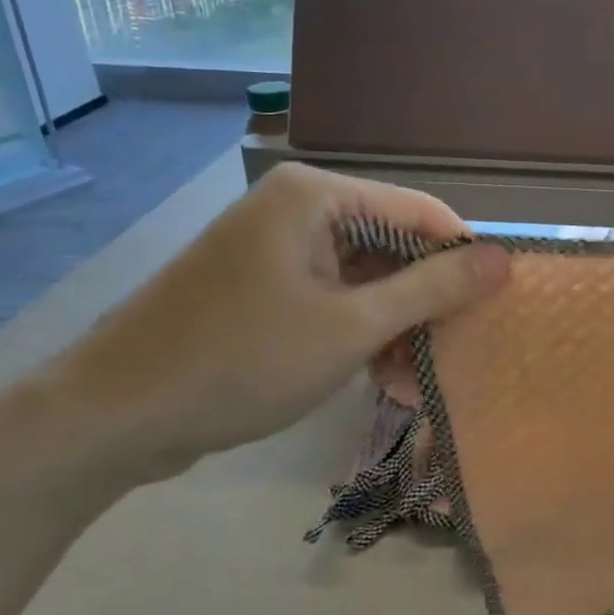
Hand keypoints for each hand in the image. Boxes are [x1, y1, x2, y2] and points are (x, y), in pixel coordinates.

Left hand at [52, 164, 508, 479]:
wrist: (110, 417)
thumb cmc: (240, 360)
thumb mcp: (351, 327)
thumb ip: (432, 288)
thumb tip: (503, 258)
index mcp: (317, 197)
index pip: (420, 211)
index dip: (464, 257)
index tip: (495, 306)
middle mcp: (298, 209)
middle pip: (393, 246)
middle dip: (426, 306)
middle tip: (452, 357)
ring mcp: (277, 248)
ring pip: (366, 279)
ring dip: (396, 329)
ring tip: (414, 385)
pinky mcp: (264, 286)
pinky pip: (333, 299)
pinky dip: (360, 335)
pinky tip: (381, 379)